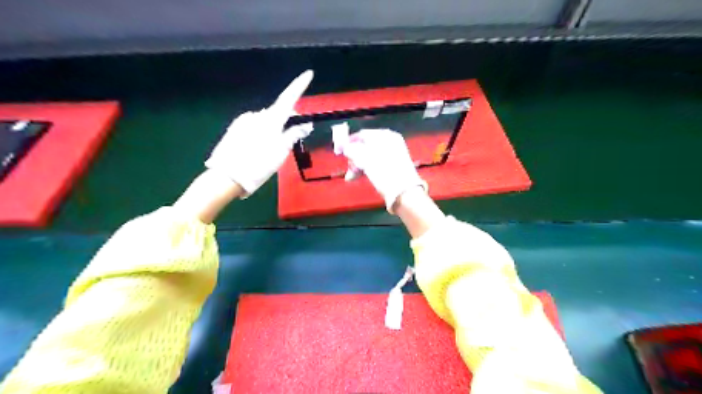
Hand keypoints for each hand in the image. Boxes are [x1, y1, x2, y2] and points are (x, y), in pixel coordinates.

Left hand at [206, 69, 315, 194]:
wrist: (226, 177)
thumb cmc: (258, 165)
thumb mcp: (281, 152)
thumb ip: (293, 135)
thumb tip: (304, 124)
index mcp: (270, 120)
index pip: (288, 98)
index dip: (299, 86)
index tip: (308, 73)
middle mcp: (256, 115)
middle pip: (277, 113)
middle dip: (286, 121)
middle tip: (292, 138)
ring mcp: (243, 122)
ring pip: (265, 122)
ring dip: (272, 130)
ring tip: (270, 151)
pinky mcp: (234, 129)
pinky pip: (253, 127)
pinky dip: (260, 134)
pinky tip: (257, 150)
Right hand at [336, 129, 427, 212]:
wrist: (404, 191)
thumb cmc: (384, 171)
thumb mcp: (365, 159)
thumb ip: (352, 150)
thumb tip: (345, 147)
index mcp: (384, 135)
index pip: (362, 135)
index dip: (349, 142)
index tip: (339, 151)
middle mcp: (389, 141)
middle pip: (365, 146)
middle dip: (353, 157)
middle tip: (347, 168)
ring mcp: (393, 153)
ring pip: (370, 156)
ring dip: (358, 165)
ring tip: (351, 177)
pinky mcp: (394, 165)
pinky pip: (376, 163)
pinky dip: (367, 168)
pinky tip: (359, 176)